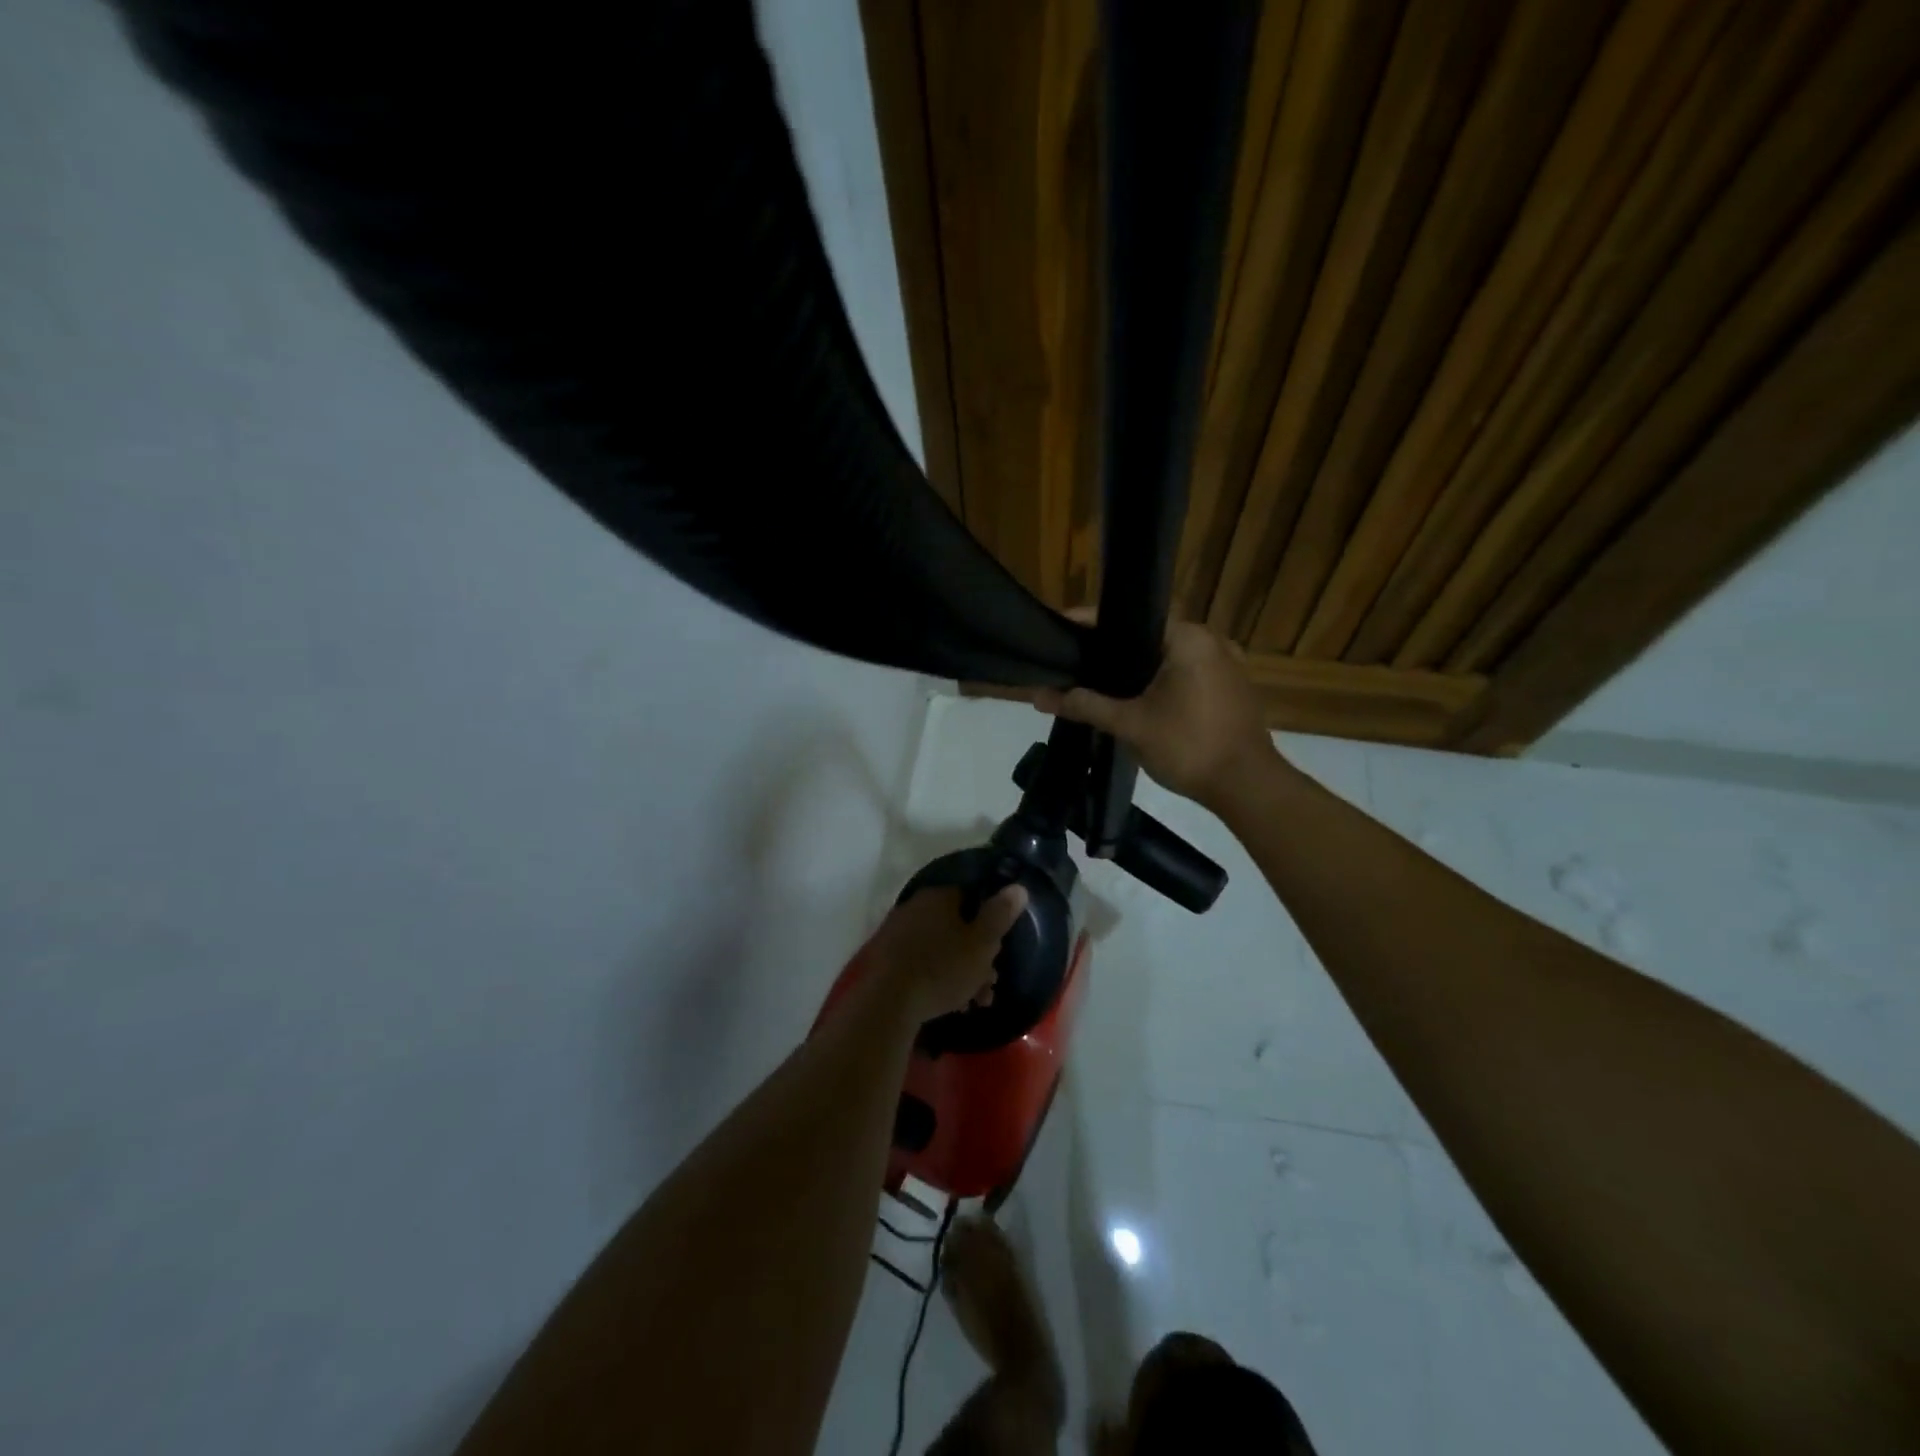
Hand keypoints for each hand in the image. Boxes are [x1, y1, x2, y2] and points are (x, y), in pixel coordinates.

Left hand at [863, 884, 1028, 1022]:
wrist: (889, 1002)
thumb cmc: (943, 969)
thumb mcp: (982, 943)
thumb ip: (1000, 914)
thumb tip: (1018, 887)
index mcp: (938, 896)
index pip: (971, 898)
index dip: (989, 924)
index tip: (997, 950)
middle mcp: (915, 906)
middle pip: (956, 927)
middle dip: (976, 956)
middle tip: (988, 984)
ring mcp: (898, 932)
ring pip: (940, 948)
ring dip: (960, 973)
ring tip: (973, 1002)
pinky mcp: (886, 957)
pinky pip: (921, 962)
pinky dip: (937, 978)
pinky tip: (949, 1003)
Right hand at [1033, 621, 1275, 809]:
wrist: (1247, 787)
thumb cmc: (1188, 747)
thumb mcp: (1130, 725)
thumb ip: (1085, 705)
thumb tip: (1038, 695)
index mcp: (1188, 638)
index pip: (1129, 618)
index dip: (1090, 624)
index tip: (1059, 628)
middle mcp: (1211, 640)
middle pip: (1148, 635)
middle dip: (1111, 648)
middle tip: (1074, 658)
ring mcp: (1226, 664)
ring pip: (1167, 656)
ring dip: (1136, 667)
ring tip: (1096, 678)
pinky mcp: (1231, 687)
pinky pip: (1184, 672)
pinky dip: (1158, 680)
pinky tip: (1134, 697)